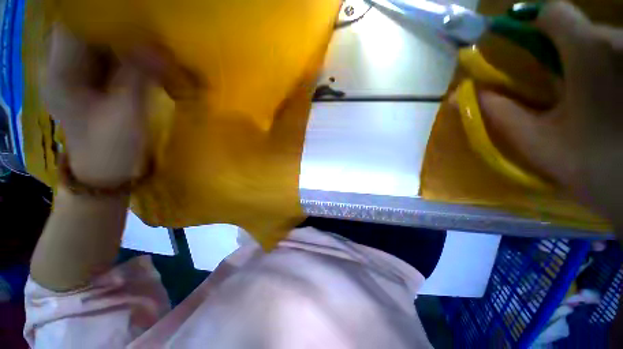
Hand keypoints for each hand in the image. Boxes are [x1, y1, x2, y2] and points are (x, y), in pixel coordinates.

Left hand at [43, 26, 162, 186]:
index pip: (75, 22)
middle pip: (87, 26)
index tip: (134, 9)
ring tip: (151, 33)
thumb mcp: (127, 115)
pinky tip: (147, 52)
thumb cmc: (112, 149)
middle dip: (117, 20)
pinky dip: (129, 50)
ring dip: (125, 35)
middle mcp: (64, 65)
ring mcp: (80, 73)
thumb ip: (140, 78)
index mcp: (61, 72)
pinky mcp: (95, 81)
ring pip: (100, 39)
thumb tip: (159, 48)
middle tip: (147, 20)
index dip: (102, 10)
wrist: (106, 171)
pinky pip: (111, 55)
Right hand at [477, 2, 622, 222]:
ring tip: (582, 98)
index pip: (552, 12)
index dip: (532, 25)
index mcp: (588, 53)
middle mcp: (617, 43)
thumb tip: (460, 95)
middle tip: (555, 87)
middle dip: (560, 51)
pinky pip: (617, 55)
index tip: (522, 49)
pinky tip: (606, 99)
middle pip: (577, 28)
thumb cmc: (593, 168)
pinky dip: (604, 68)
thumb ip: (498, 113)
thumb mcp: (536, 142)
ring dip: (583, 61)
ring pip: (599, 41)